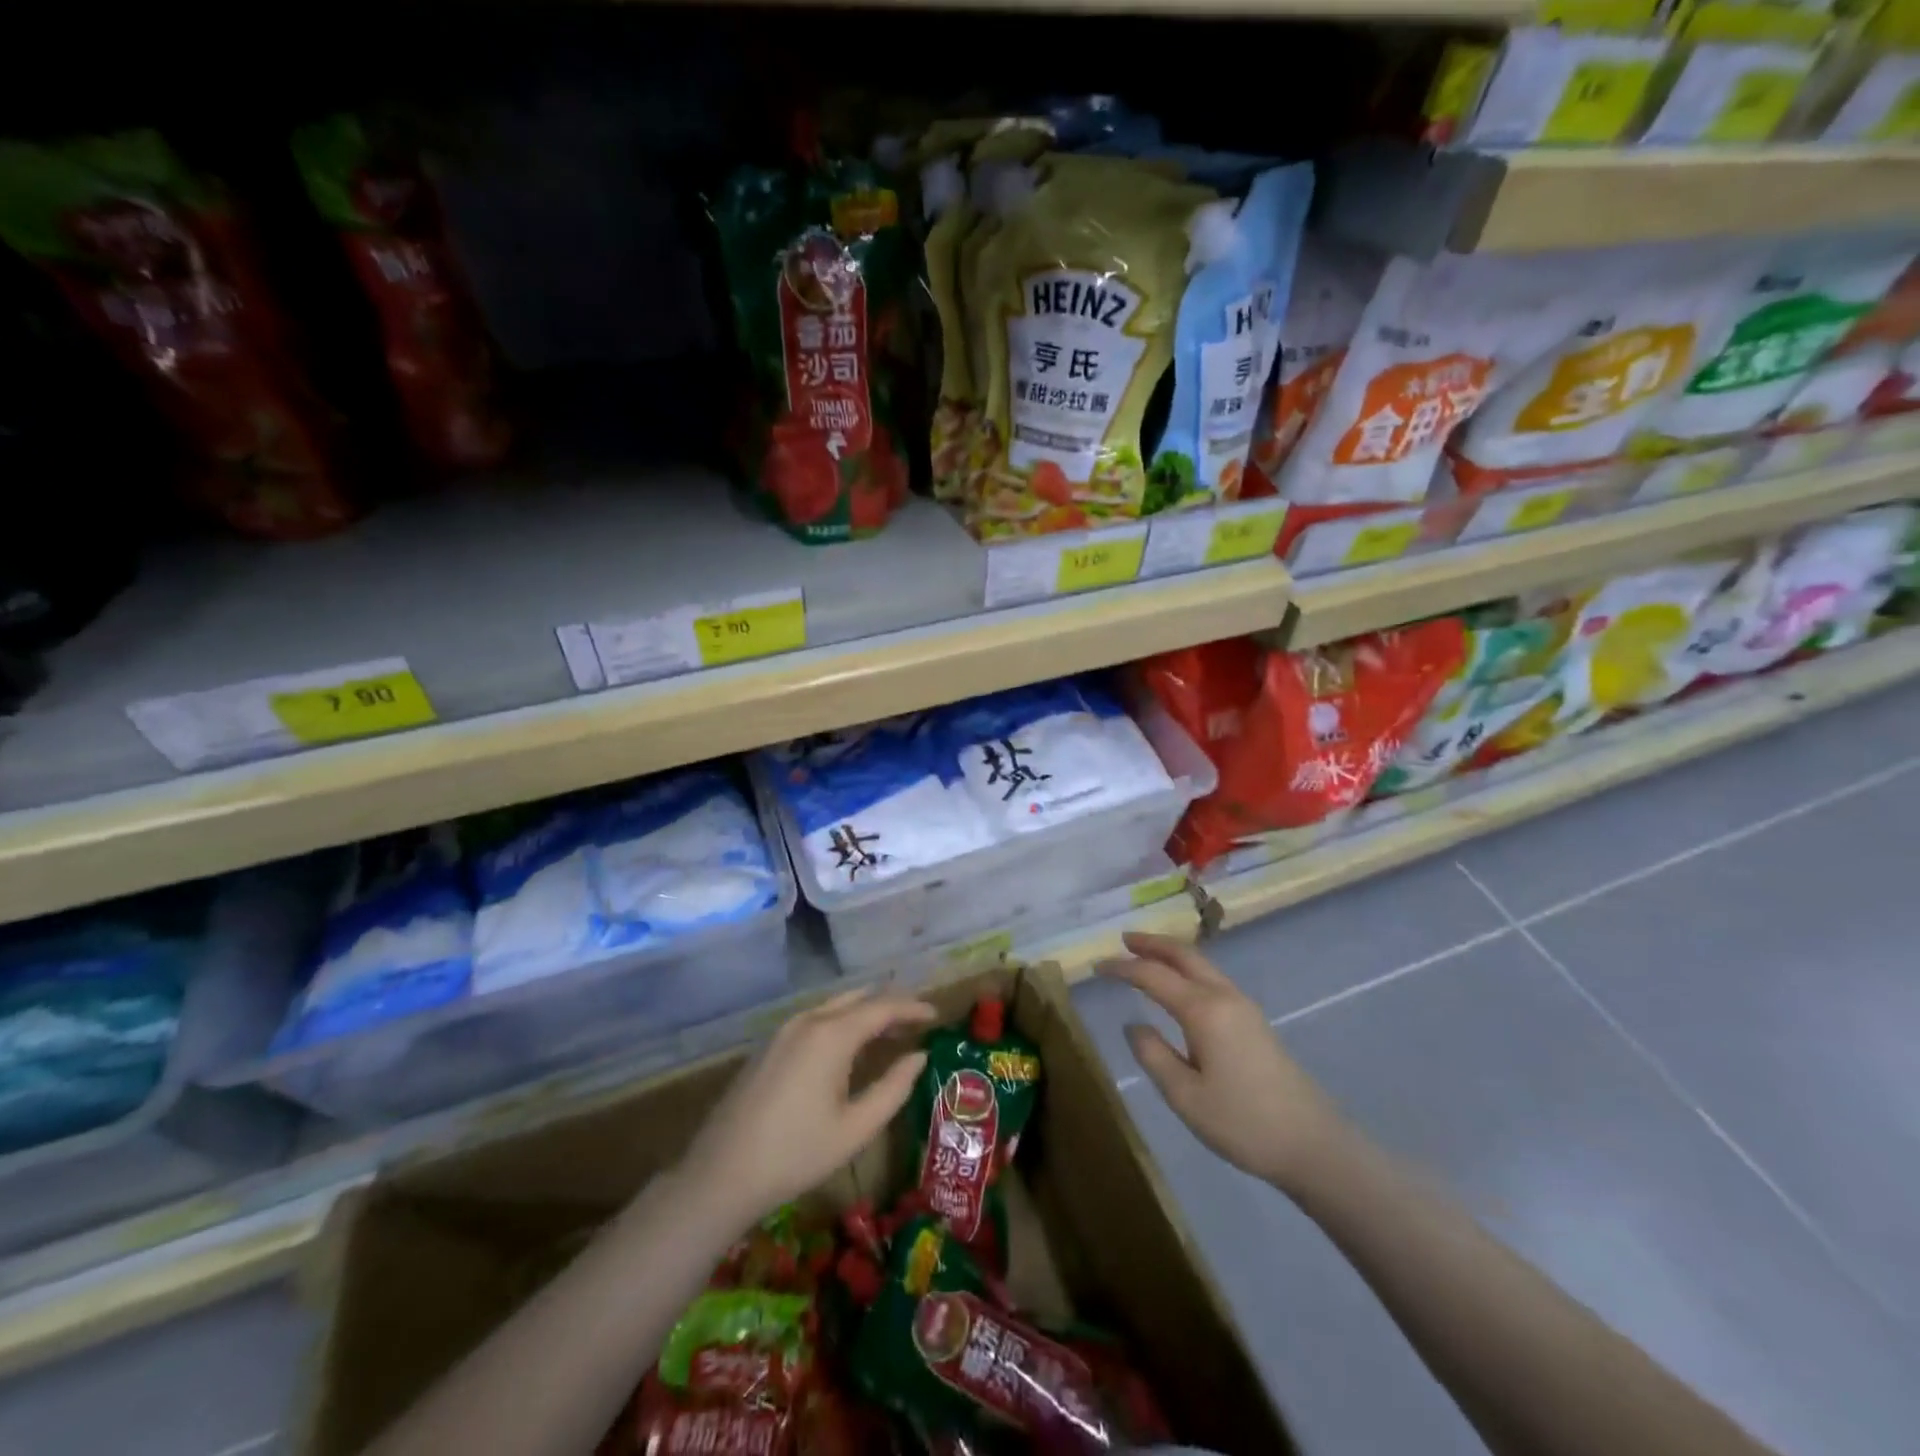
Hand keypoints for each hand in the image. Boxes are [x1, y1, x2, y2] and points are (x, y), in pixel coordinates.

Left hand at [678, 988, 935, 1228]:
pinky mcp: (769, 1044)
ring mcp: (784, 1030)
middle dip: (890, 1004)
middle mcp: (808, 1020)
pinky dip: (842, 1021)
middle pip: (859, 998)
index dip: (912, 1007)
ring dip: (865, 1012)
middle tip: (917, 1021)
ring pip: (835, 1005)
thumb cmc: (796, 1154)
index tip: (936, 1015)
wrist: (721, 1174)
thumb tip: (919, 1058)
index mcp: (832, 1035)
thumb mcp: (856, 1128)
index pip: (883, 1006)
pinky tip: (850, 1046)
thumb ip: (893, 1088)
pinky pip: (816, 1018)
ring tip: (889, 1032)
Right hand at [1098, 932, 1346, 1193]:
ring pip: (1201, 964)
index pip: (1153, 976)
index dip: (1122, 968)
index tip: (1097, 966)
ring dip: (1171, 954)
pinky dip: (1188, 970)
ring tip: (1145, 956)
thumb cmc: (1244, 1123)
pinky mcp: (1254, 1022)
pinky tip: (1180, 986)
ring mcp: (1244, 1007)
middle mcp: (1224, 997)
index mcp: (1203, 1010)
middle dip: (1152, 943)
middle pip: (1184, 955)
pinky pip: (1212, 979)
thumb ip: (1153, 1055)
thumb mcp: (1185, 1097)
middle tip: (1123, 940)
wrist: (1314, 1145)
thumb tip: (1134, 1026)